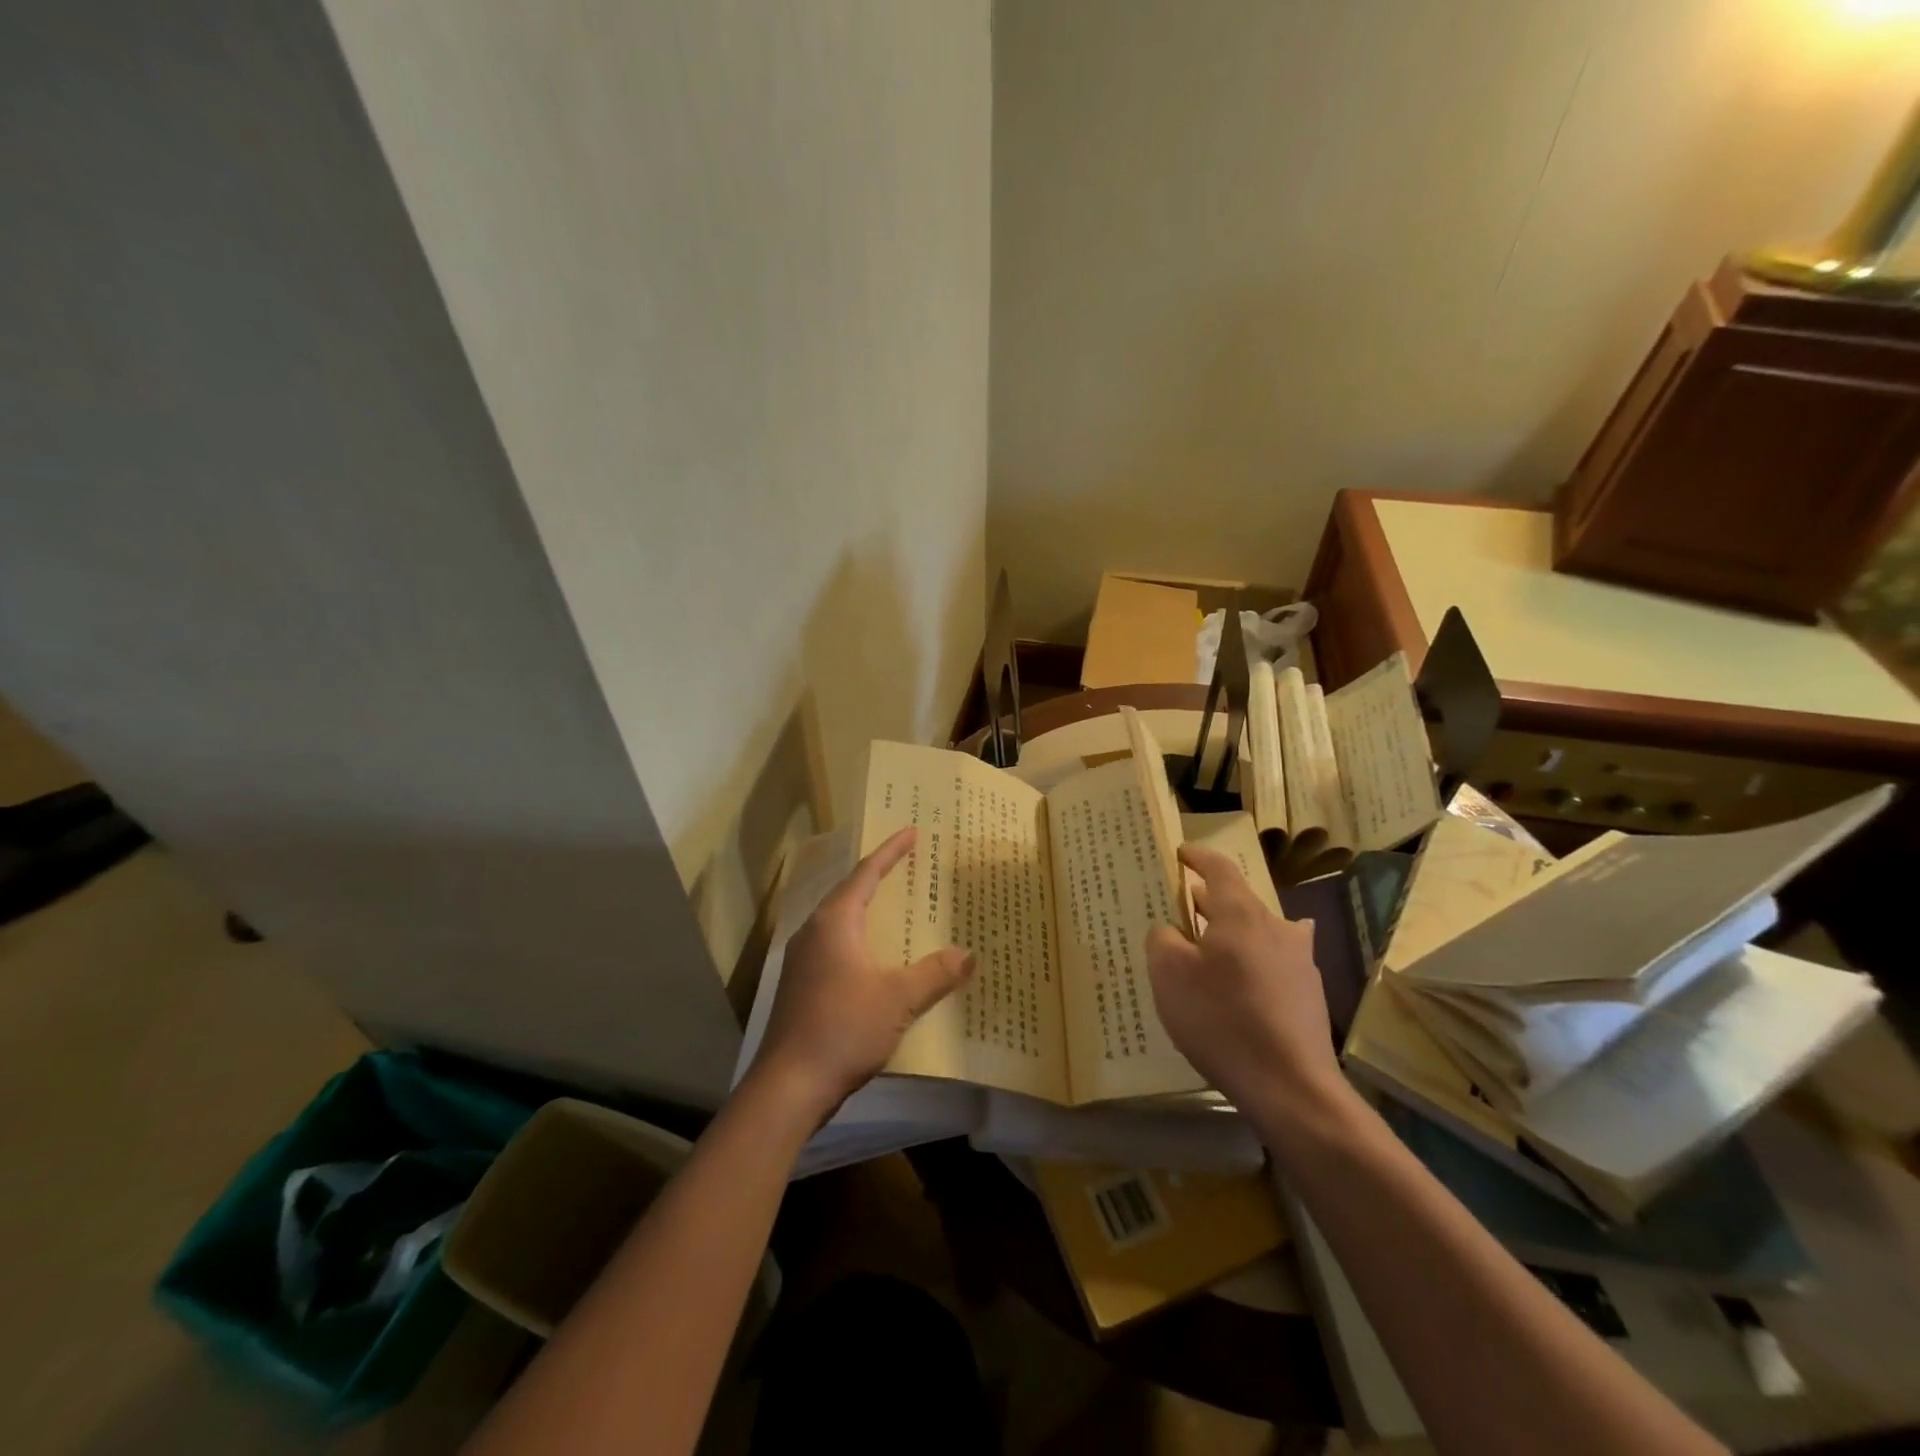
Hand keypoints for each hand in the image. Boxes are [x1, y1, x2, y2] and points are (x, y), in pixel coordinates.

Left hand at [748, 828, 974, 1119]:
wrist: (789, 1086)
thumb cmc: (844, 1028)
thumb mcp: (898, 999)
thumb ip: (935, 974)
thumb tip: (968, 954)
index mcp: (835, 922)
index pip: (866, 874)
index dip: (891, 852)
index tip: (912, 832)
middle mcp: (814, 932)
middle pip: (850, 893)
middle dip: (879, 878)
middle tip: (908, 865)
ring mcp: (803, 961)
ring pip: (841, 922)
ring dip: (868, 911)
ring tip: (896, 907)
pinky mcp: (801, 986)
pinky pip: (836, 947)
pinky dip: (860, 940)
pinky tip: (876, 959)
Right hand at [1145, 843, 1342, 1122]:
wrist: (1290, 1086)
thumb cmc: (1222, 1019)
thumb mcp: (1169, 975)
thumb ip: (1163, 939)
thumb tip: (1170, 929)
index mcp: (1240, 914)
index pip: (1219, 868)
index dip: (1198, 857)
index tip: (1180, 854)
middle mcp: (1276, 927)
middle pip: (1240, 900)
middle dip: (1209, 899)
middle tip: (1181, 907)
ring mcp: (1299, 961)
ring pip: (1259, 931)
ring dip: (1233, 931)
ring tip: (1208, 947)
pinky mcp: (1309, 994)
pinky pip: (1273, 962)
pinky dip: (1251, 962)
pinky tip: (1240, 986)